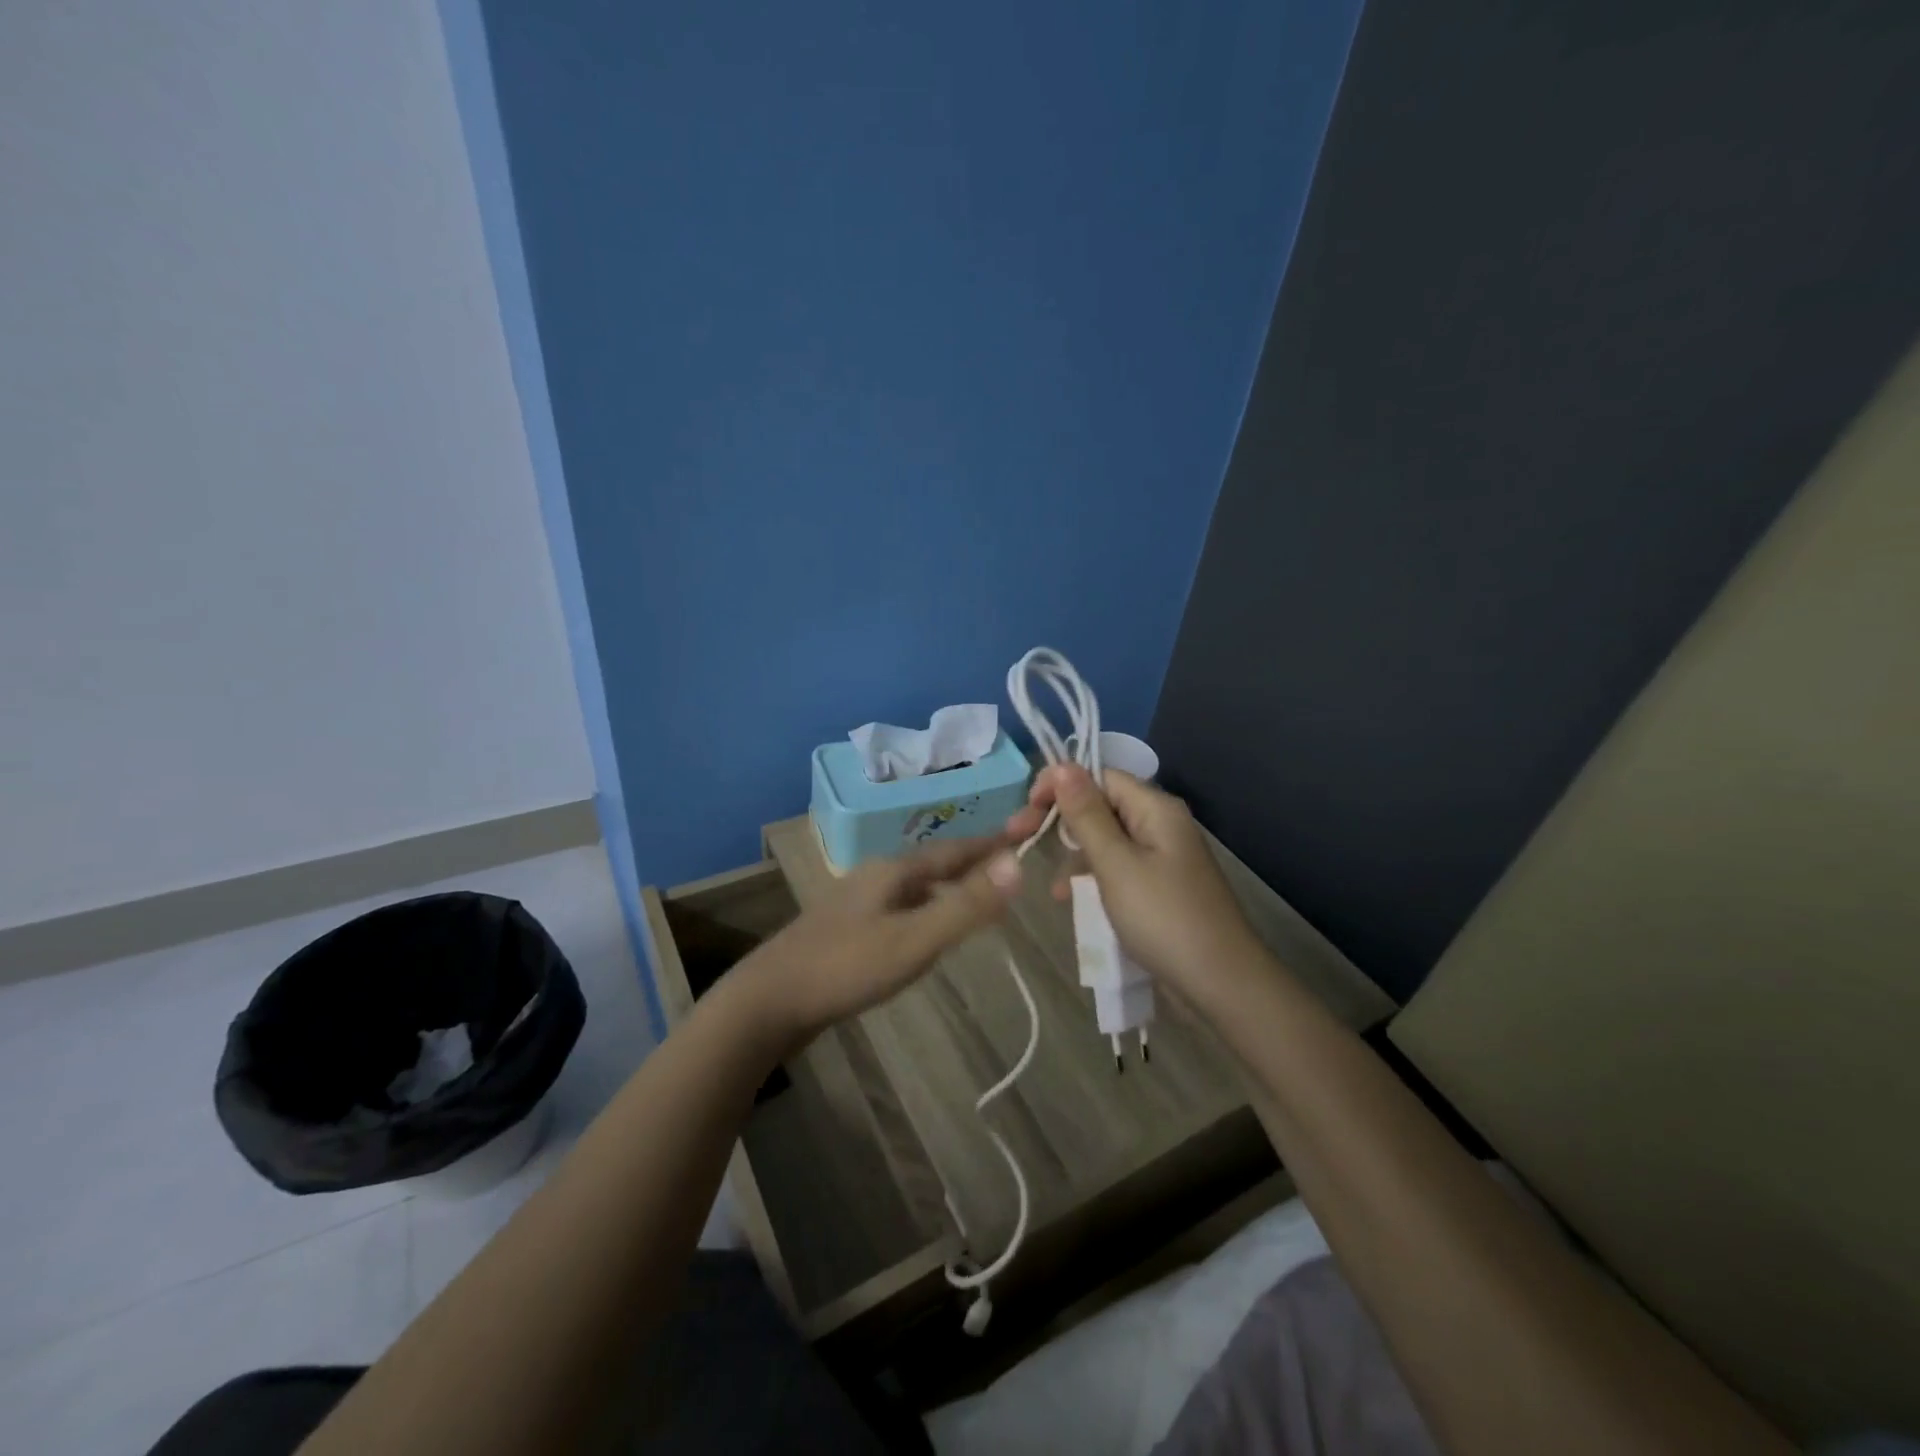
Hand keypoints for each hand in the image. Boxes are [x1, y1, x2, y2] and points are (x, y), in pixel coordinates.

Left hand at [735, 834, 1024, 1047]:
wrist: (767, 1001)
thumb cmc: (845, 967)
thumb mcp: (914, 939)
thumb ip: (966, 906)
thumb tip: (1018, 864)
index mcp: (892, 871)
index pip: (952, 850)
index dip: (988, 845)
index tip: (1020, 835)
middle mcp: (874, 879)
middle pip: (932, 866)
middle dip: (968, 866)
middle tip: (1004, 871)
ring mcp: (856, 905)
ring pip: (913, 890)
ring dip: (945, 890)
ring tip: (973, 899)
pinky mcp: (845, 933)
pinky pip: (898, 912)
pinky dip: (924, 914)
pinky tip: (924, 934)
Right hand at [1007, 765, 1261, 1004]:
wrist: (1222, 984)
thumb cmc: (1164, 918)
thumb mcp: (1116, 864)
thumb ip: (1086, 815)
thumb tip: (1062, 765)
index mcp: (1155, 808)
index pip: (1099, 776)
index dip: (1060, 785)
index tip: (1026, 810)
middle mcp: (1161, 824)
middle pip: (1101, 806)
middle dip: (1061, 822)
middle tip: (1019, 838)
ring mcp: (1163, 857)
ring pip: (1107, 841)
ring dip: (1075, 856)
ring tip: (1052, 888)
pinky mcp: (1161, 886)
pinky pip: (1118, 869)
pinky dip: (1094, 879)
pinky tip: (1073, 901)